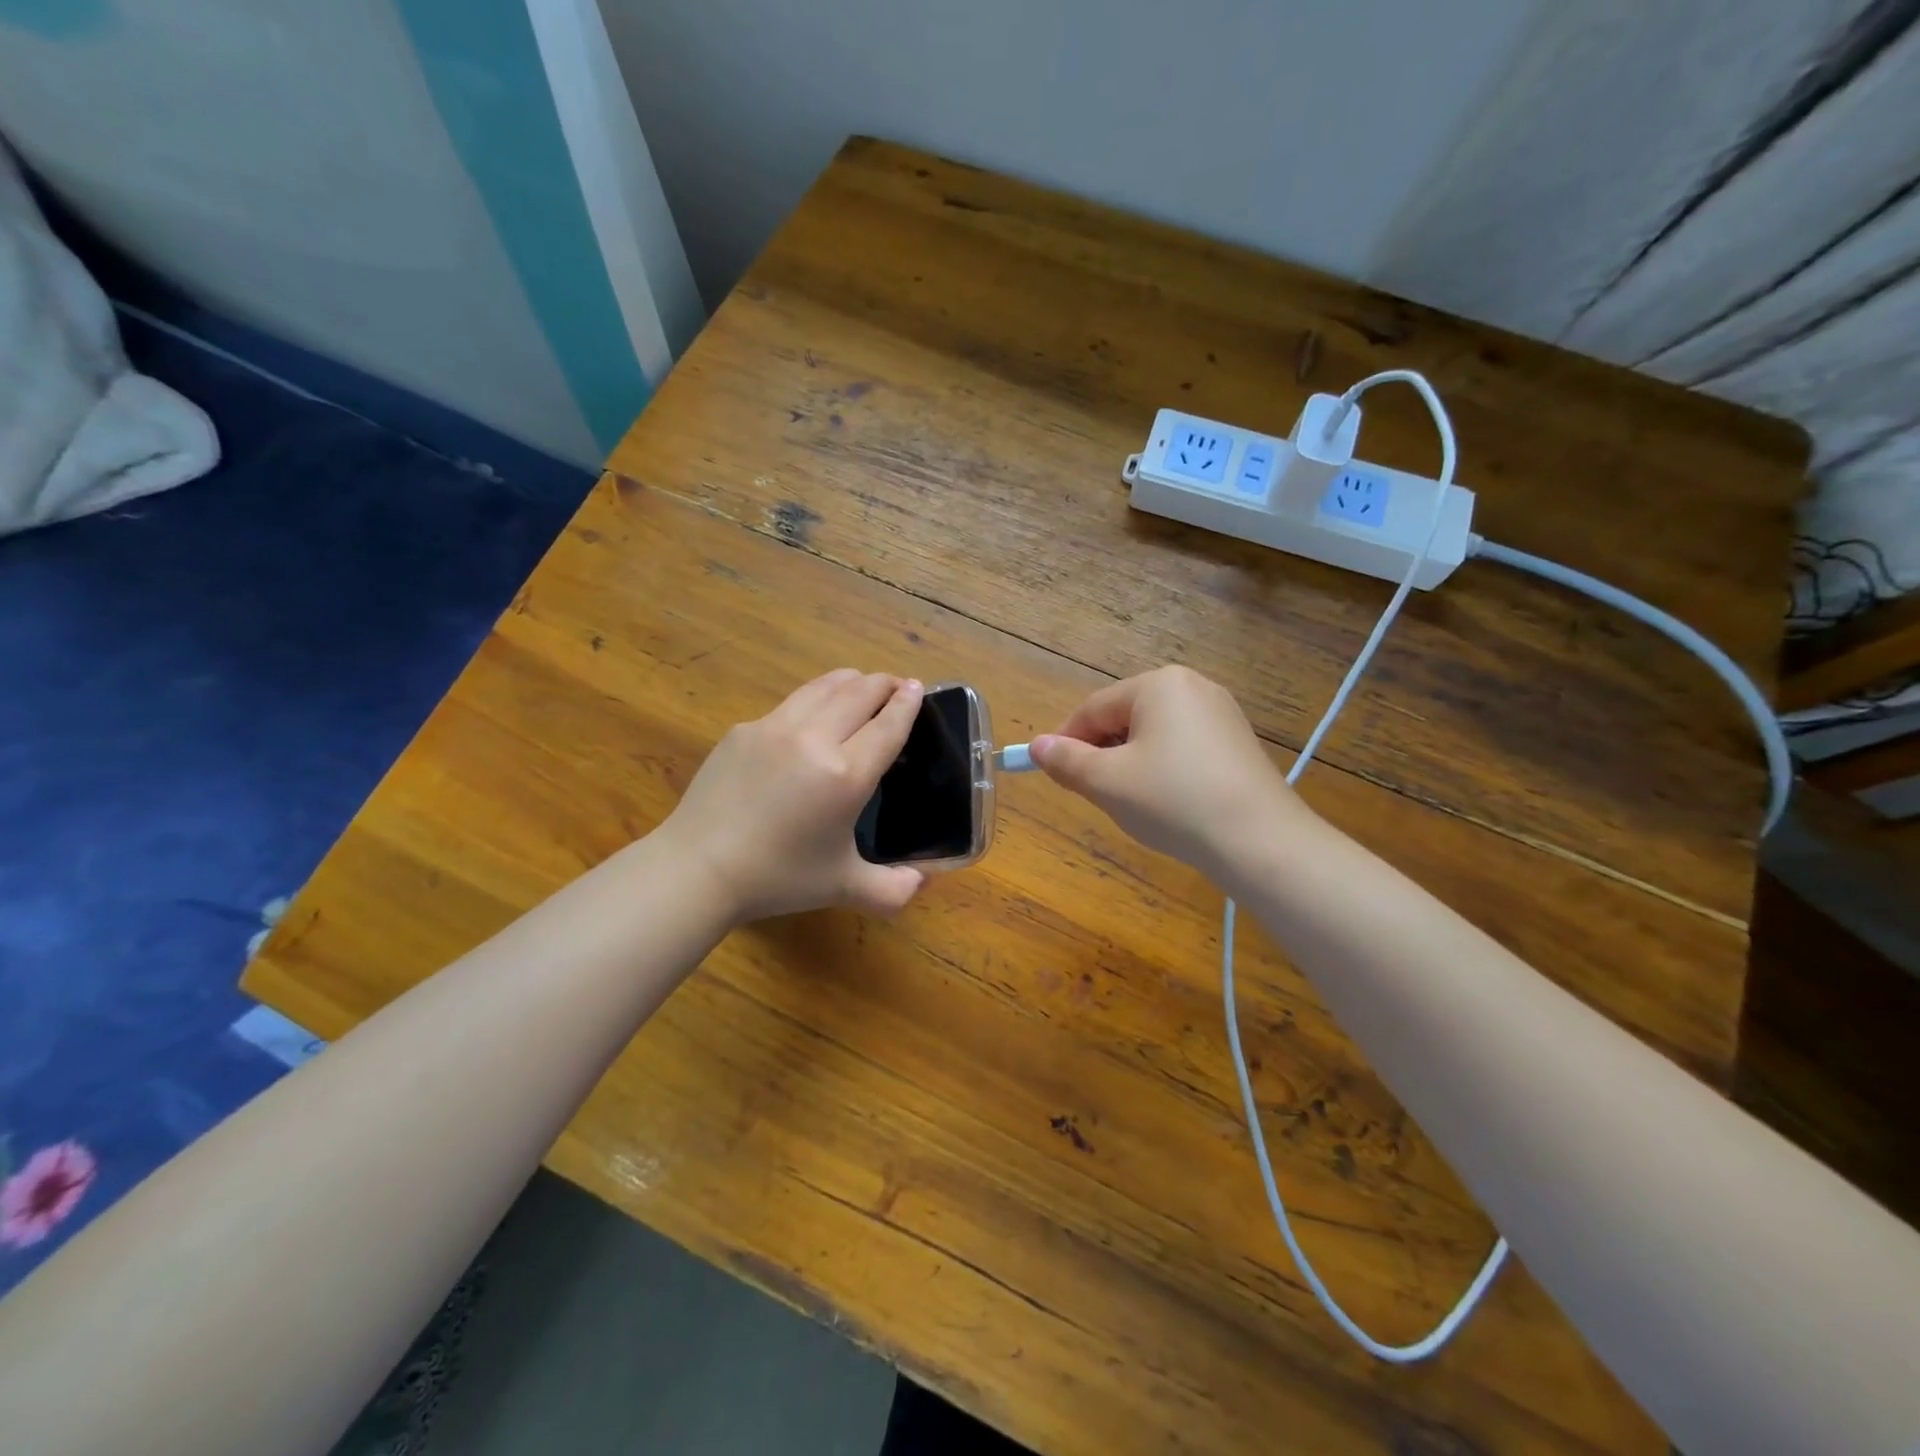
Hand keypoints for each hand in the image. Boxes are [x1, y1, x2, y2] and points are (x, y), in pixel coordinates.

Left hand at [664, 670, 927, 922]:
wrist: (698, 868)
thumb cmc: (778, 878)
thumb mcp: (843, 887)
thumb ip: (892, 889)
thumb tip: (923, 881)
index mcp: (846, 775)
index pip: (888, 725)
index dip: (907, 703)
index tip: (918, 688)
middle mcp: (814, 740)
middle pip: (859, 693)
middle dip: (884, 684)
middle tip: (896, 685)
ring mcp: (774, 728)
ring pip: (823, 687)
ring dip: (850, 682)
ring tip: (860, 685)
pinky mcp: (744, 729)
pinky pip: (790, 704)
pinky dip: (813, 700)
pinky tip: (811, 715)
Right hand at [1029, 666, 1312, 878]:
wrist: (1260, 841)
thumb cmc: (1173, 801)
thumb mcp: (1108, 782)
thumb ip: (1067, 761)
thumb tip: (1037, 746)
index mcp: (1158, 685)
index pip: (1093, 709)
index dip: (1066, 742)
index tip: (1053, 775)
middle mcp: (1192, 687)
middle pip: (1124, 718)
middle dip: (1102, 754)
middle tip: (1094, 794)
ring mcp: (1221, 714)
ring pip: (1153, 735)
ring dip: (1131, 764)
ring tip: (1133, 803)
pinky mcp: (1237, 743)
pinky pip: (1182, 748)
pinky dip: (1163, 770)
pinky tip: (1169, 802)